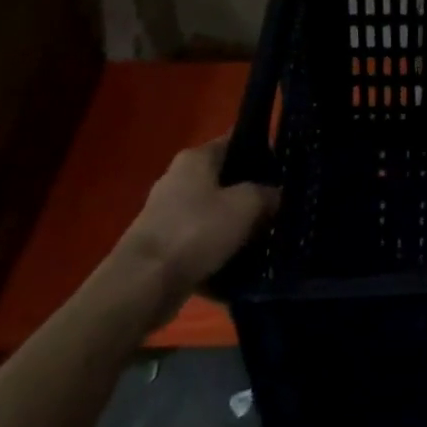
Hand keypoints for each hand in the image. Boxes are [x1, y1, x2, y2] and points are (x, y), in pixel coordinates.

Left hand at [114, 135, 279, 322]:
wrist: (143, 284)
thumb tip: (275, 194)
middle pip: (224, 179)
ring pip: (213, 212)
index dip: (261, 153)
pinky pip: (199, 241)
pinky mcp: (162, 245)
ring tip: (262, 238)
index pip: (234, 142)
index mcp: (195, 158)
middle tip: (277, 208)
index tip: (283, 171)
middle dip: (249, 193)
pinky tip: (238, 262)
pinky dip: (216, 249)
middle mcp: (178, 178)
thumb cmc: (196, 231)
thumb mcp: (246, 205)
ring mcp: (166, 213)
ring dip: (234, 224)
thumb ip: (267, 193)